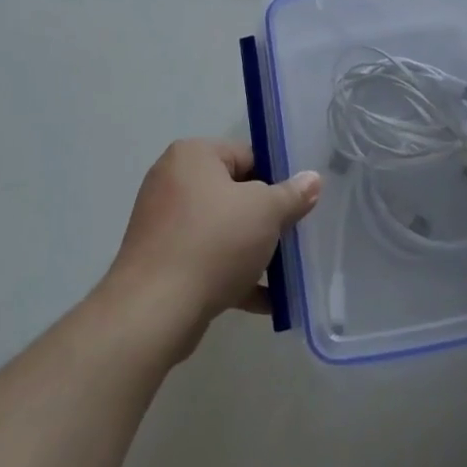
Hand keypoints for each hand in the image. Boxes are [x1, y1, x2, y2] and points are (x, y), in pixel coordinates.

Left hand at [100, 139, 319, 357]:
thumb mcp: (266, 212)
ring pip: (222, 230)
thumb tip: (312, 179)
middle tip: (292, 238)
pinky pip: (206, 260)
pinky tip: (265, 301)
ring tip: (284, 273)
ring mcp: (163, 224)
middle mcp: (172, 182)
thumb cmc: (214, 243)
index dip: (277, 179)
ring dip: (253, 251)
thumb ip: (292, 194)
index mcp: (192, 156)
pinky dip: (233, 275)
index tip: (296, 205)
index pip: (247, 155)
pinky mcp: (161, 262)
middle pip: (235, 194)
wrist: (155, 311)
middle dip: (266, 219)